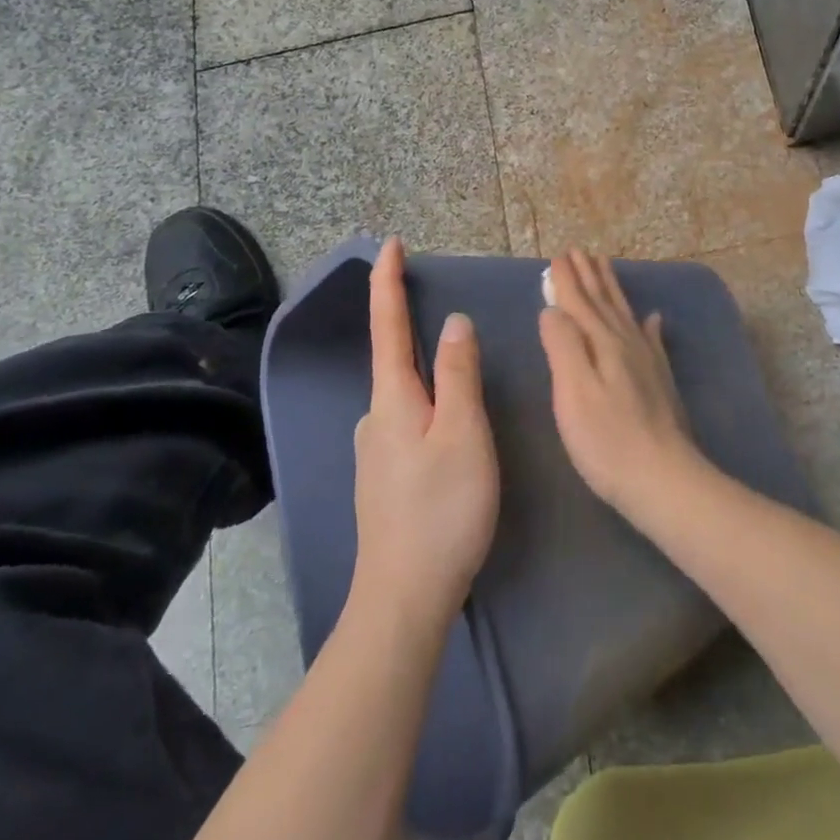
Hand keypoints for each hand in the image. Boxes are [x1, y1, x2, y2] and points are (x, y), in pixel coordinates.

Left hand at [352, 237, 498, 631]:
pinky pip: (410, 422)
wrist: (404, 597)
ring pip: (407, 396)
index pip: (388, 325)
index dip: (387, 281)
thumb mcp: (463, 433)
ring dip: (428, 376)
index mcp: (393, 399)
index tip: (388, 243)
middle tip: (443, 314)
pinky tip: (452, 432)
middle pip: (395, 359)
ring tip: (463, 382)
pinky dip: (430, 407)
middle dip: (411, 328)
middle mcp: (376, 417)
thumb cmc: (442, 509)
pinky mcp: (386, 477)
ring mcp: (377, 450)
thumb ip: (458, 374)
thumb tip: (453, 322)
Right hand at [540, 251, 710, 522]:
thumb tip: (553, 309)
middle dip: (588, 276)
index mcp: (601, 343)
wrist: (662, 477)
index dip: (566, 280)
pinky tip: (653, 317)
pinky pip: (652, 340)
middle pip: (603, 302)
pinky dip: (648, 325)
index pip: (579, 303)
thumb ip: (562, 346)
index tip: (558, 256)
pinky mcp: (659, 380)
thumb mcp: (573, 392)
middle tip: (579, 251)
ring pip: (624, 314)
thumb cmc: (606, 440)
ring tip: (605, 267)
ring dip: (612, 290)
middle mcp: (625, 343)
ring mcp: (647, 360)